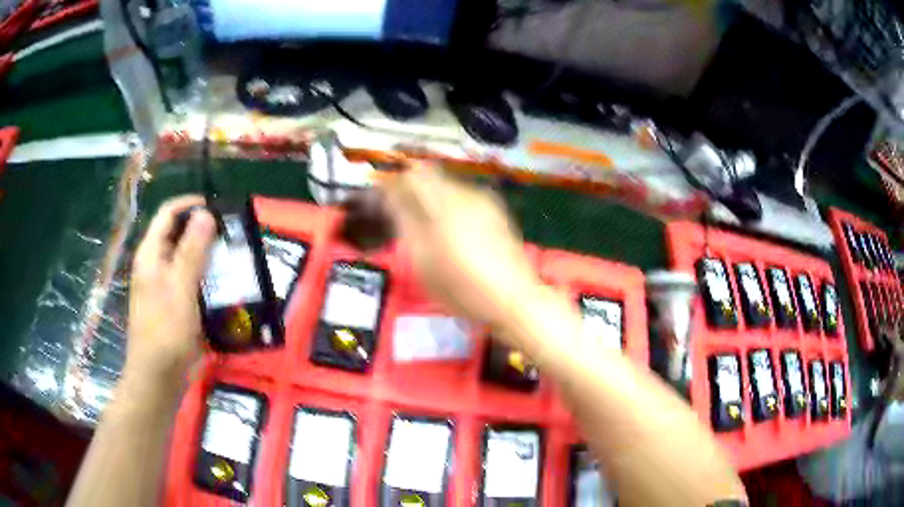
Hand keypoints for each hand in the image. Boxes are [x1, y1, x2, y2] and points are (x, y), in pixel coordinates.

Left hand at [124, 196, 215, 392]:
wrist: (158, 377)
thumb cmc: (166, 332)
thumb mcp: (180, 289)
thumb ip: (192, 251)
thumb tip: (206, 214)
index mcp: (151, 255)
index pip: (168, 214)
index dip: (190, 205)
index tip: (218, 208)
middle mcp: (155, 265)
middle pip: (177, 234)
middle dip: (202, 230)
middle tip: (231, 234)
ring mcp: (163, 286)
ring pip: (185, 258)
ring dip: (207, 254)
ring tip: (232, 256)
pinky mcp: (173, 304)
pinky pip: (190, 280)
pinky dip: (206, 276)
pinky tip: (223, 284)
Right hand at [377, 163, 541, 330]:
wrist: (512, 299)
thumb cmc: (461, 286)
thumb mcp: (422, 259)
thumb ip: (404, 220)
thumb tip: (391, 194)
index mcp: (444, 202)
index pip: (413, 175)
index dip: (396, 184)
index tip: (385, 200)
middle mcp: (466, 193)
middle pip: (432, 177)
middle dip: (415, 192)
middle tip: (405, 218)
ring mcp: (485, 201)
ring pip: (449, 187)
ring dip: (433, 200)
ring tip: (429, 230)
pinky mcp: (497, 211)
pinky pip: (465, 199)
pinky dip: (452, 208)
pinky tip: (453, 234)